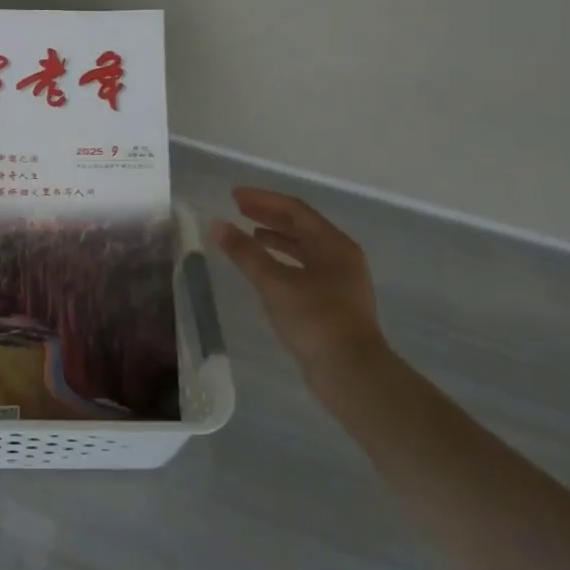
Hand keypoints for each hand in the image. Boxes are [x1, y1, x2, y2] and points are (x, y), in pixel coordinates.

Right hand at [210, 187, 382, 370]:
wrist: (351, 373)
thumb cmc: (315, 320)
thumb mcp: (274, 283)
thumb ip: (245, 253)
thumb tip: (217, 224)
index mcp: (333, 244)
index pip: (294, 210)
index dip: (262, 200)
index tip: (234, 196)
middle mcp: (341, 256)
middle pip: (301, 226)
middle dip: (269, 215)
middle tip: (238, 209)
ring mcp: (340, 280)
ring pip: (304, 248)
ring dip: (276, 237)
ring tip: (249, 234)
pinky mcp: (334, 301)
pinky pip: (304, 267)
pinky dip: (283, 260)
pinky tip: (265, 268)